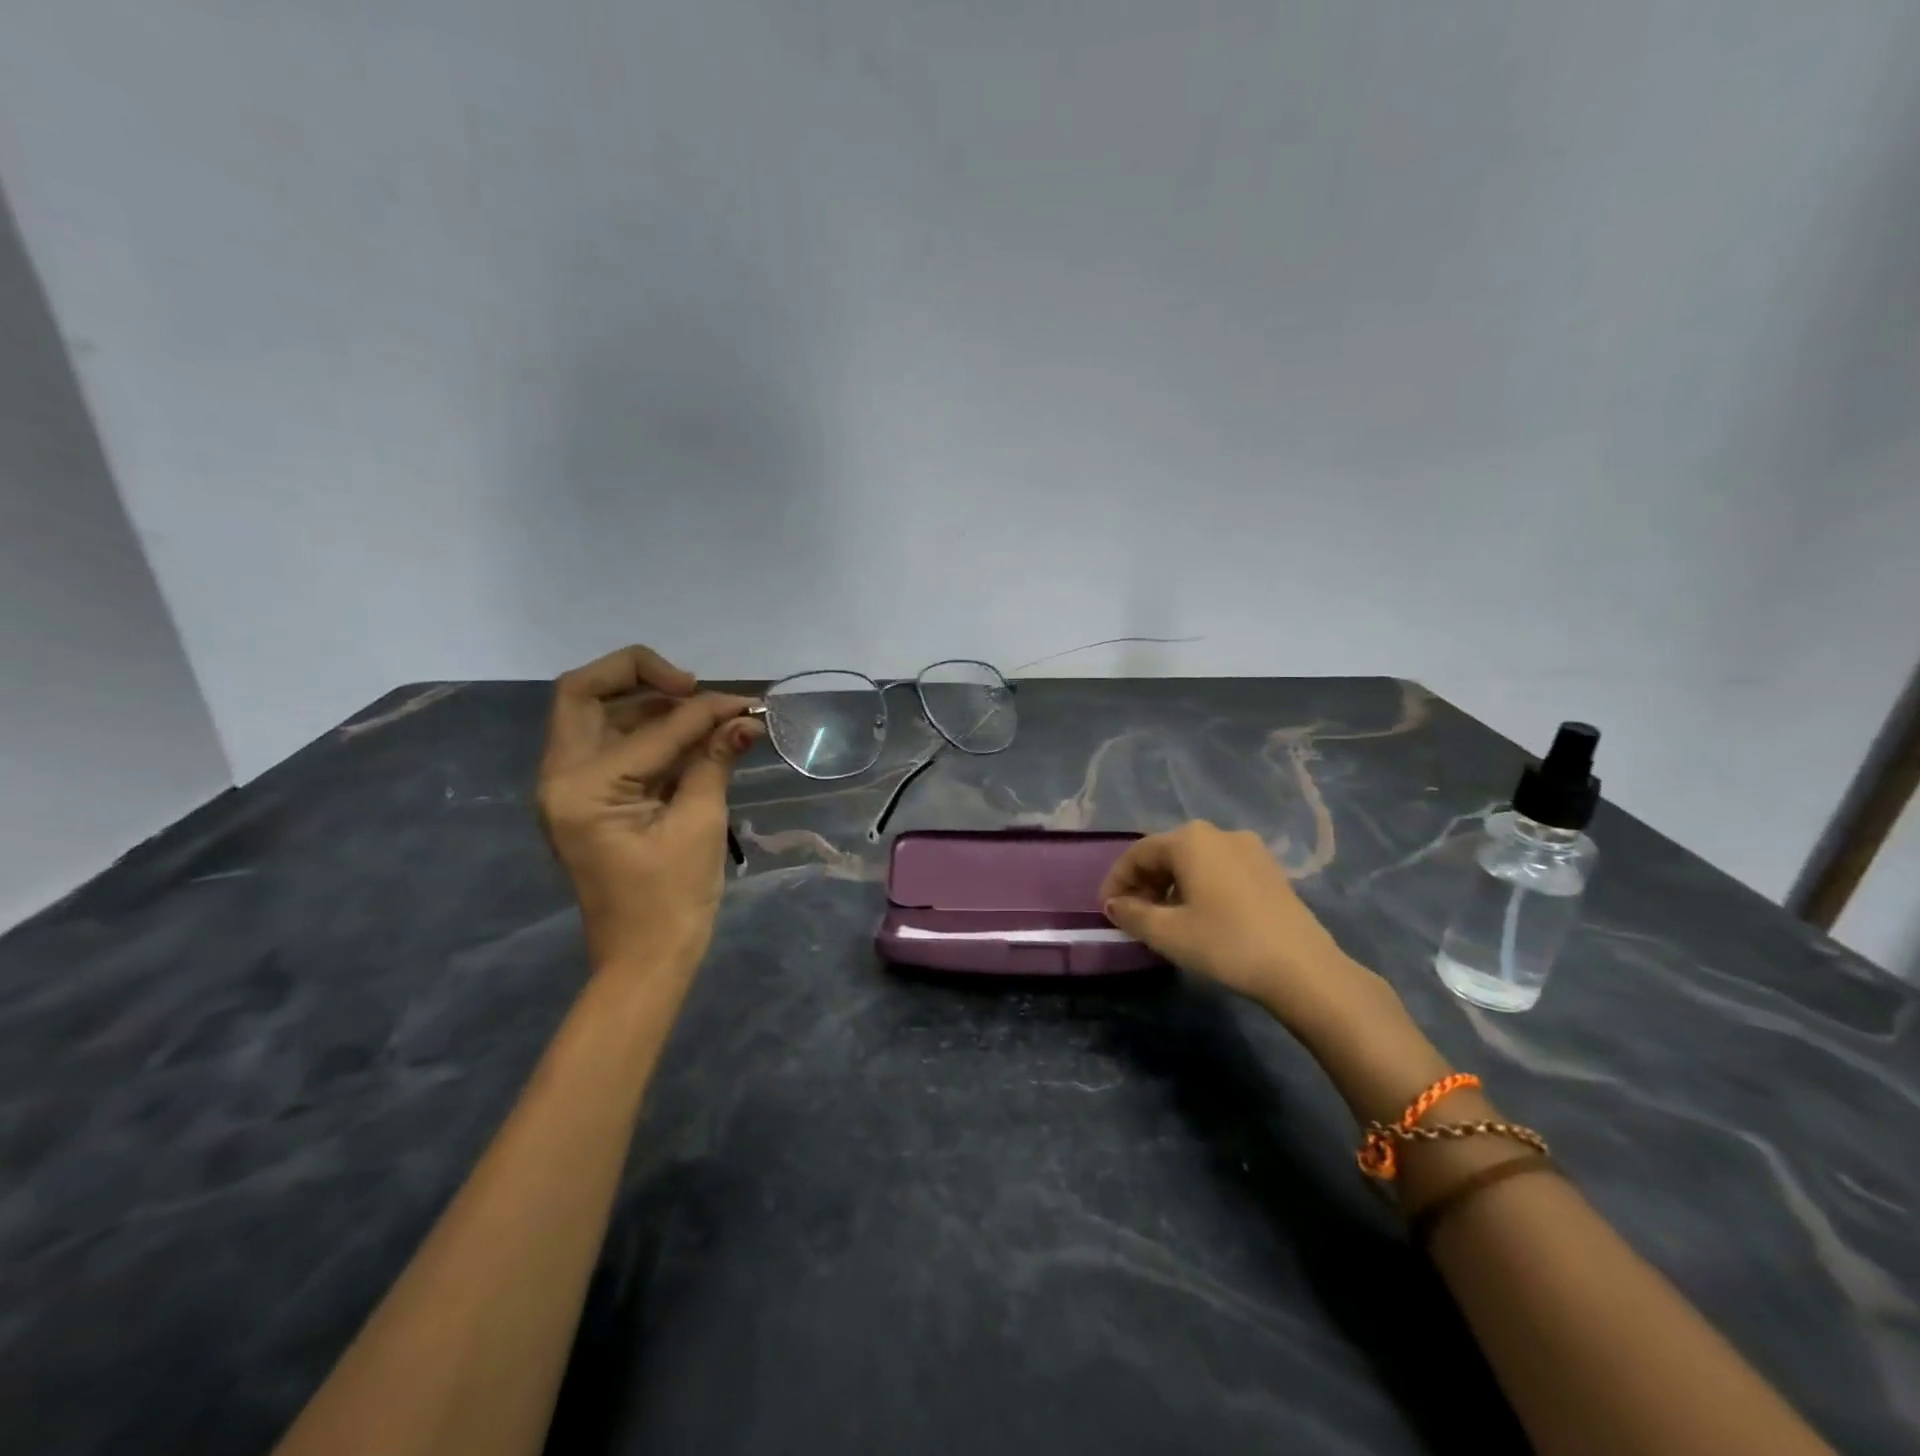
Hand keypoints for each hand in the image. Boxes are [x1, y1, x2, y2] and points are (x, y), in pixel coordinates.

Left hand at [537, 645, 763, 976]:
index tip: (746, 705)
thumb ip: (715, 761)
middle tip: (692, 686)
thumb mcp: (699, 824)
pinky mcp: (586, 801)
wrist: (644, 961)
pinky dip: (646, 733)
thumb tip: (746, 719)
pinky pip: (609, 746)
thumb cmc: (672, 900)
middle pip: (583, 695)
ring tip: (702, 714)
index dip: (704, 710)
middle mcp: (560, 779)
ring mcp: (568, 790)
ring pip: (595, 716)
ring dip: (645, 704)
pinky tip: (689, 738)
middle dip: (639, 676)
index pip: (651, 727)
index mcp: (582, 788)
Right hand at [1100, 822, 1385, 1030]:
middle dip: (1144, 882)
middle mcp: (1219, 834)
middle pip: (1167, 853)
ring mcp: (1250, 849)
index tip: (1106, 910)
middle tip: (1133, 916)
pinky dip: (1200, 887)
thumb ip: (1132, 914)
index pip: (1138, 853)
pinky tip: (1200, 916)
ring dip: (1171, 886)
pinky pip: (1220, 870)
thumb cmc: (1226, 943)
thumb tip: (1114, 904)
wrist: (1303, 969)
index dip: (1117, 880)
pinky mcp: (1270, 870)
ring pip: (1195, 862)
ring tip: (1164, 919)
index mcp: (1190, 840)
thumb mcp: (1167, 933)